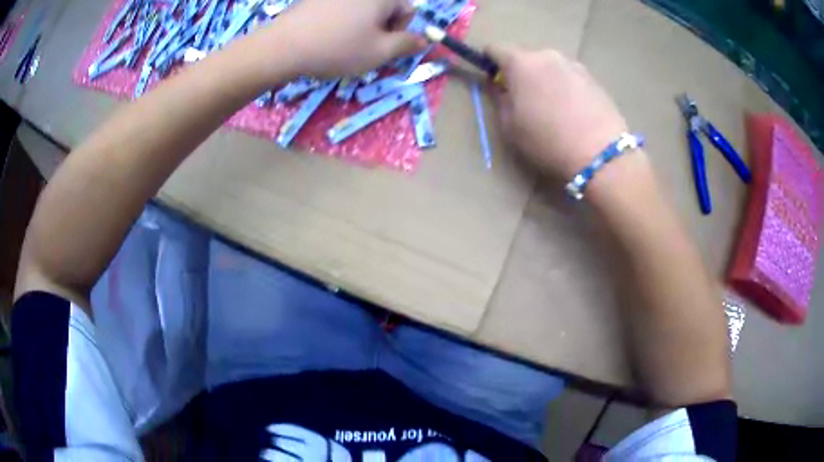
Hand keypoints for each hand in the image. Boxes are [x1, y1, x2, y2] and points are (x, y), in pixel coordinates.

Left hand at [269, 0, 424, 77]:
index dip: (400, 31)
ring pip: (361, 9)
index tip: (381, 47)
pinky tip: (326, 36)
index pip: (408, 10)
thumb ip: (407, 45)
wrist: (283, 46)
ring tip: (342, 44)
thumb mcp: (379, 52)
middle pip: (384, 7)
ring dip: (360, 26)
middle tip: (362, 48)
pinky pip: (340, 8)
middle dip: (380, 27)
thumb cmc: (337, 48)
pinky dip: (340, 21)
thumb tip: (424, 40)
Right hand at [486, 46, 629, 178]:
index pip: (495, 49)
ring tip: (553, 108)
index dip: (490, 63)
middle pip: (525, 57)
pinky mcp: (593, 78)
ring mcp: (573, 64)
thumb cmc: (547, 141)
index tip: (494, 81)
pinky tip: (572, 111)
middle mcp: (547, 55)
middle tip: (525, 100)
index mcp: (521, 62)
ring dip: (545, 79)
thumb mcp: (510, 126)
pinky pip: (569, 76)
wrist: (600, 154)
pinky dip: (565, 87)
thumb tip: (500, 86)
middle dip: (521, 73)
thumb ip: (500, 99)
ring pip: (549, 66)